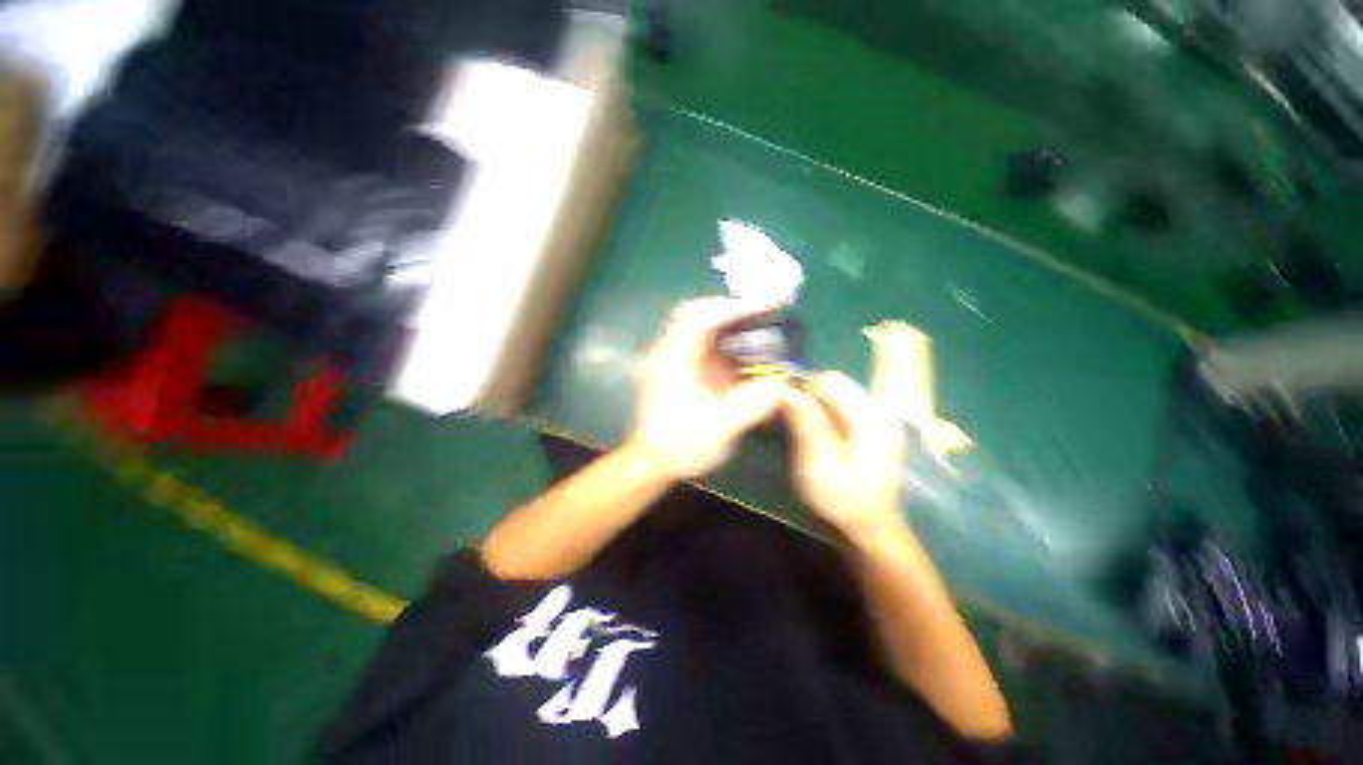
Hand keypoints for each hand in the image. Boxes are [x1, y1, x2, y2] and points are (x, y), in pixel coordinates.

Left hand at [627, 297, 785, 480]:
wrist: (652, 462)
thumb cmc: (681, 447)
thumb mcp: (719, 430)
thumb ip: (750, 405)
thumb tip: (780, 385)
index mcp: (672, 361)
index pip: (700, 318)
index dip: (734, 308)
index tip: (766, 305)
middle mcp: (666, 352)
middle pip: (695, 312)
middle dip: (730, 309)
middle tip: (762, 312)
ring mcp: (668, 358)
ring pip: (695, 324)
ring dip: (726, 321)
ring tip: (756, 325)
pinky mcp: (674, 367)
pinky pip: (697, 341)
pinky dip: (720, 338)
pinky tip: (739, 350)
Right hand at [781, 372, 906, 543]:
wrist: (871, 526)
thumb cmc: (842, 498)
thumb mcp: (816, 462)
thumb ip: (805, 423)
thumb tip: (787, 390)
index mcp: (869, 417)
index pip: (830, 380)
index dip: (804, 391)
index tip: (789, 414)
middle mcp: (879, 410)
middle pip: (836, 383)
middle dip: (811, 398)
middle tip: (797, 426)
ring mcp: (880, 417)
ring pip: (838, 393)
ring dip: (818, 407)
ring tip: (807, 432)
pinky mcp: (876, 426)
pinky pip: (844, 406)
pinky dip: (827, 414)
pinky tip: (822, 435)